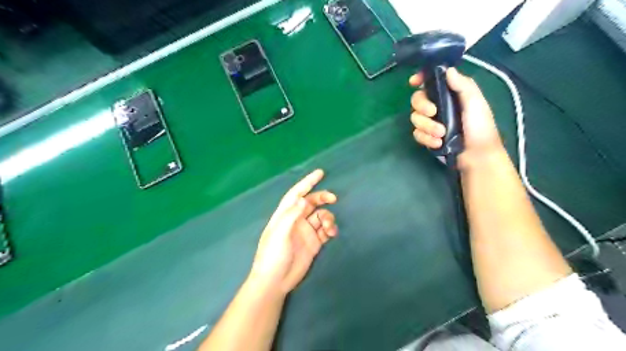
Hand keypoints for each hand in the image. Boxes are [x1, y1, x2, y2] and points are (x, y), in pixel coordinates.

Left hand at [250, 169, 337, 293]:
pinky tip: (332, 233)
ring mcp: (306, 231)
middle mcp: (296, 220)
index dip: (307, 182)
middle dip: (322, 197)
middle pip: (311, 203)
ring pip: (321, 216)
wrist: (275, 281)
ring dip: (328, 217)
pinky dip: (330, 229)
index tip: (320, 173)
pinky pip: (325, 230)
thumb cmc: (273, 255)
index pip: (296, 193)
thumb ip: (291, 215)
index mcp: (285, 215)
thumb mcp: (279, 234)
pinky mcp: (314, 243)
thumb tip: (302, 198)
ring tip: (329, 227)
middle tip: (333, 198)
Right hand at [412, 68, 502, 165]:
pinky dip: (426, 138)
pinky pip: (417, 134)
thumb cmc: (480, 127)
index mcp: (449, 94)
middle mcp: (438, 105)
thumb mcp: (476, 103)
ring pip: (415, 118)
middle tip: (433, 113)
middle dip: (422, 106)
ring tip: (442, 134)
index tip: (414, 82)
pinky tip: (438, 143)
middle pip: (417, 99)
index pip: (431, 82)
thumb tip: (447, 69)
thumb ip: (463, 86)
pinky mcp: (427, 137)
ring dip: (427, 126)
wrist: (477, 156)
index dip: (420, 79)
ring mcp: (431, 122)